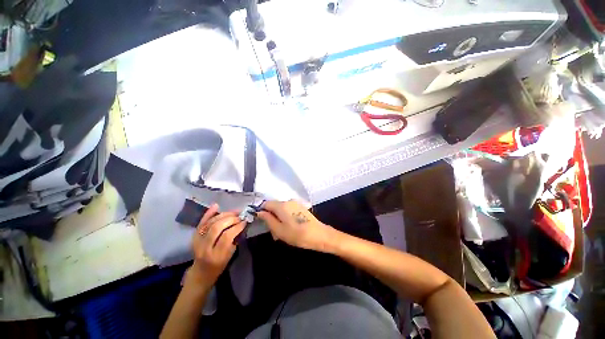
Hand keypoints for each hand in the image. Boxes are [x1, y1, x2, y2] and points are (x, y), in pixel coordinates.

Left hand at [187, 204, 245, 288]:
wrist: (201, 271)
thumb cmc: (220, 264)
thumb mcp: (230, 255)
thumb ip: (235, 239)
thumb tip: (242, 223)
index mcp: (216, 255)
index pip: (226, 236)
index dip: (237, 227)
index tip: (245, 222)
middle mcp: (204, 247)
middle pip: (217, 227)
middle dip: (230, 219)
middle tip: (239, 216)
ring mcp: (197, 241)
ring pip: (210, 223)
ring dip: (223, 215)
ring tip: (233, 213)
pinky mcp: (194, 236)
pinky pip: (202, 222)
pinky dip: (209, 213)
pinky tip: (216, 206)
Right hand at [257, 200, 335, 251]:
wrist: (318, 235)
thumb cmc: (297, 234)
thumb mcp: (278, 230)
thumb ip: (268, 219)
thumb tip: (259, 212)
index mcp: (282, 205)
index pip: (266, 203)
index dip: (261, 211)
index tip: (261, 222)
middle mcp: (288, 201)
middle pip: (274, 206)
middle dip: (271, 217)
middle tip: (273, 232)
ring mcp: (296, 203)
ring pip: (281, 209)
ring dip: (278, 219)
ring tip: (281, 233)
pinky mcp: (301, 207)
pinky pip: (289, 210)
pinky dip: (286, 218)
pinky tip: (289, 228)